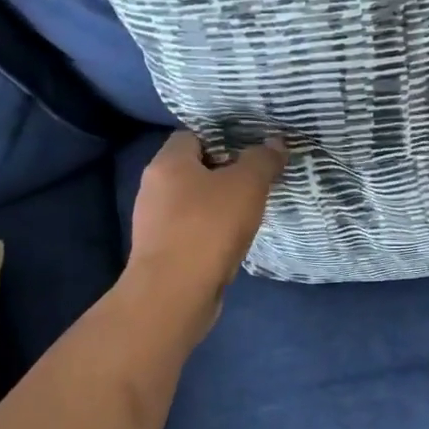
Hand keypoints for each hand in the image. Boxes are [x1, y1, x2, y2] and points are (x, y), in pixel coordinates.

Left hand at [127, 131, 285, 319]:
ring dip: (218, 205)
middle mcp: (153, 187)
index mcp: (167, 162)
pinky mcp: (161, 251)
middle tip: (256, 181)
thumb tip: (275, 143)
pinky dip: (210, 231)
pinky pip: (190, 230)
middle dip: (224, 173)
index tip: (251, 151)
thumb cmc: (209, 227)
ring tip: (249, 212)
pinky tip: (232, 241)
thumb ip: (262, 160)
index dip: (222, 138)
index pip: (192, 135)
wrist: (175, 293)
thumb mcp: (247, 185)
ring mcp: (154, 222)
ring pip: (191, 202)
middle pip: (192, 169)